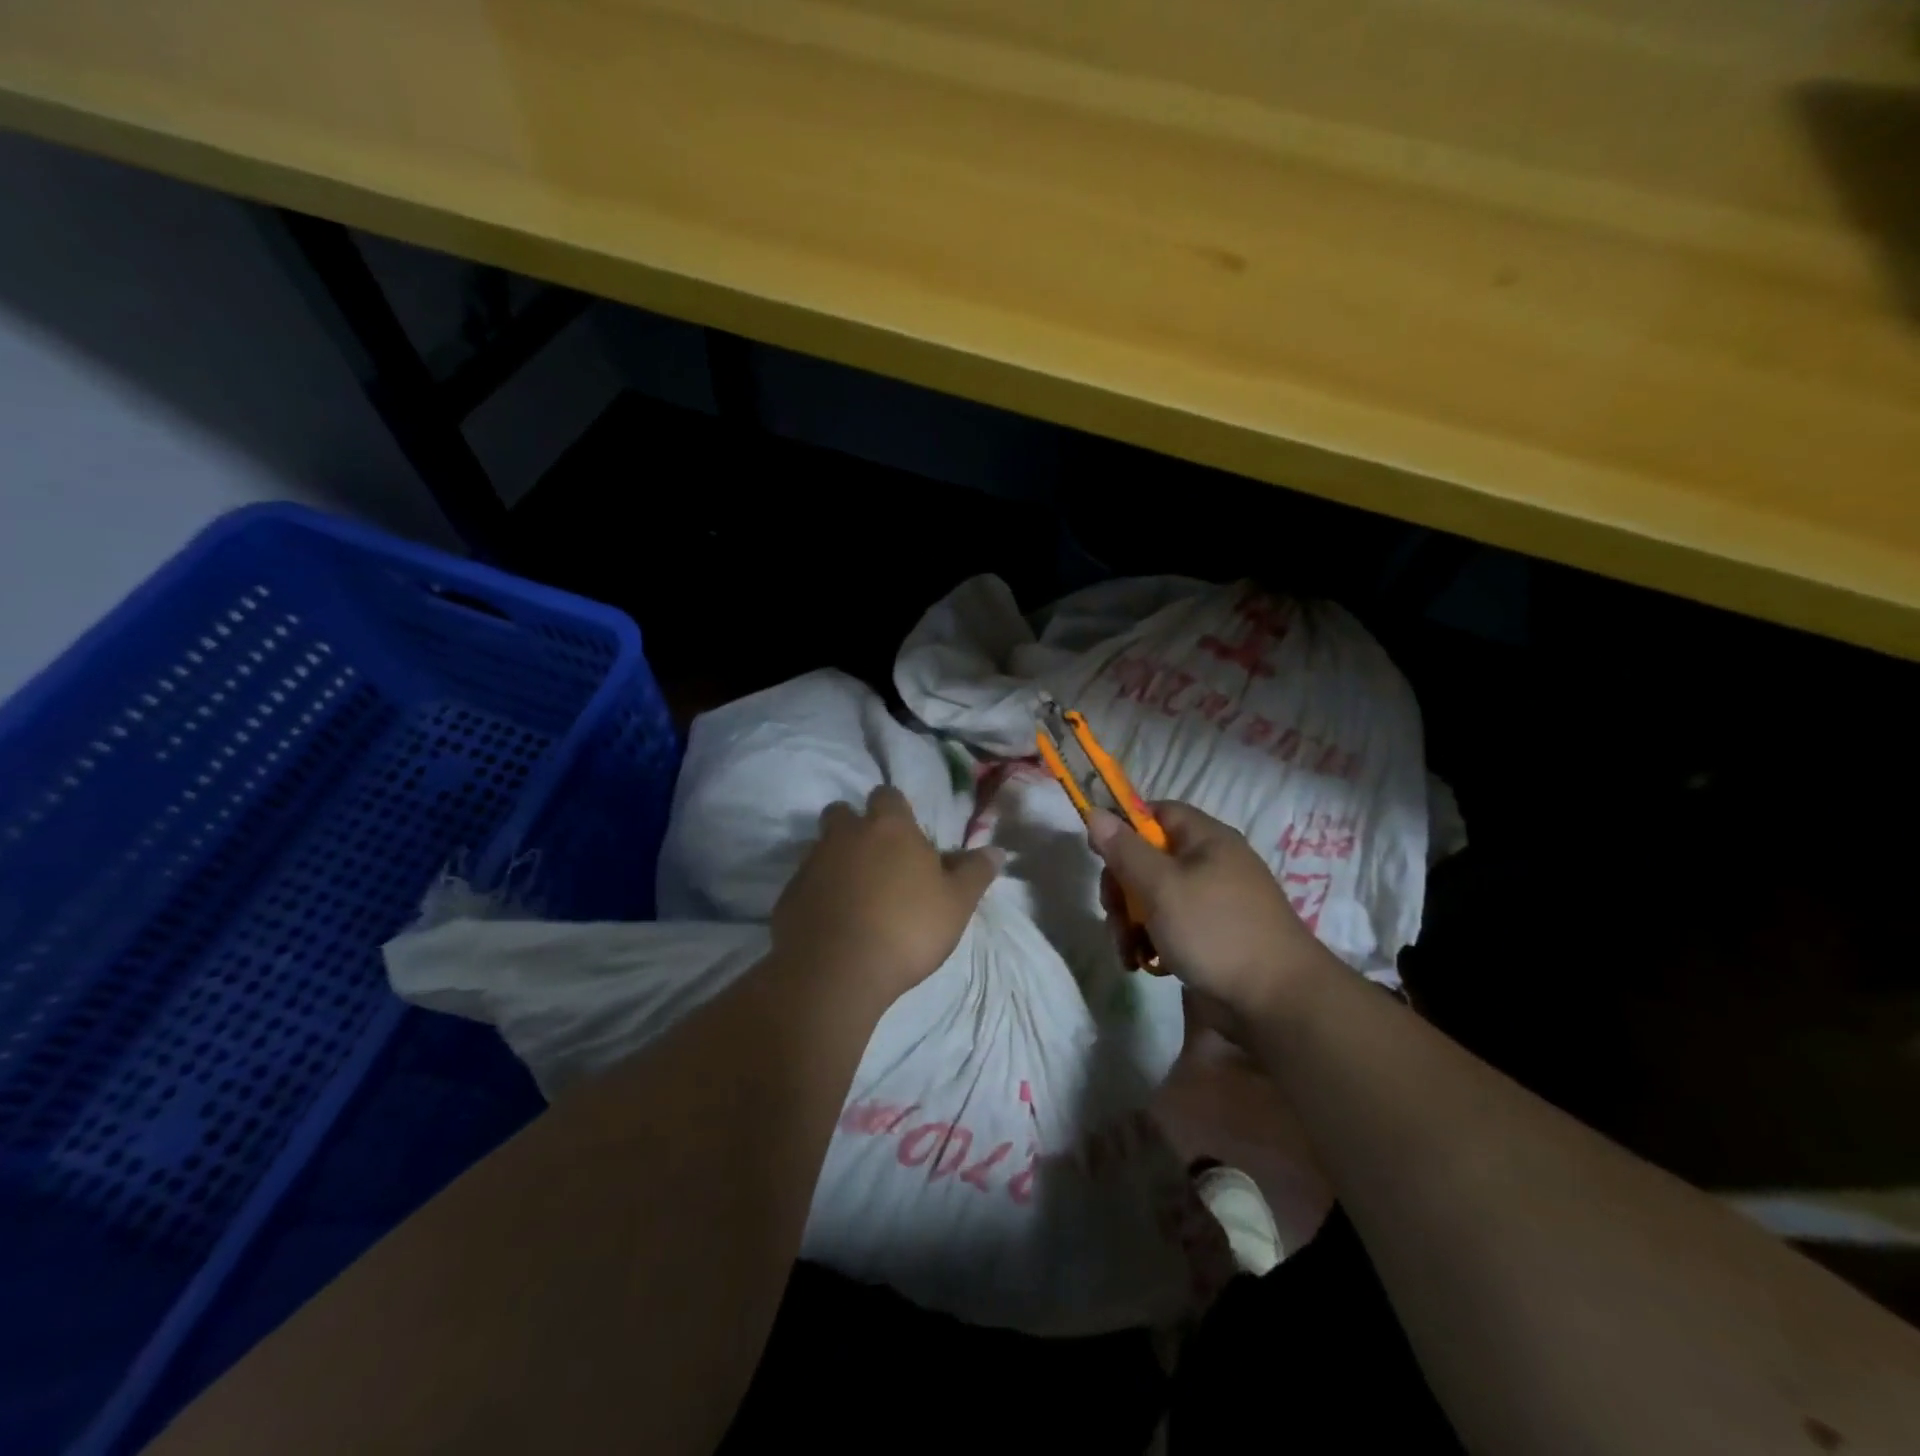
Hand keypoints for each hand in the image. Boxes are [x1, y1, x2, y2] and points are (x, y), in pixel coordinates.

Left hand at [772, 785, 1003, 1007]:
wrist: (836, 972)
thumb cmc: (907, 929)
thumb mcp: (956, 904)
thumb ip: (975, 873)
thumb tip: (996, 851)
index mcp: (888, 827)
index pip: (887, 795)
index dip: (895, 810)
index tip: (905, 834)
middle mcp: (845, 835)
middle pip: (842, 813)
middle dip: (855, 827)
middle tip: (875, 859)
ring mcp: (811, 863)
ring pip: (820, 847)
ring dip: (835, 860)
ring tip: (853, 894)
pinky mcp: (787, 896)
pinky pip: (804, 884)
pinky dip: (817, 894)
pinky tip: (831, 922)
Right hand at [1088, 801, 1337, 1019]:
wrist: (1276, 1001)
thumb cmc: (1215, 930)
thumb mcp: (1160, 886)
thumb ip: (1125, 850)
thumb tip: (1096, 812)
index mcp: (1206, 839)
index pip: (1157, 813)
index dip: (1125, 828)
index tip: (1100, 854)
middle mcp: (1211, 863)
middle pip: (1149, 858)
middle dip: (1122, 887)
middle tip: (1113, 914)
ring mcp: (1213, 902)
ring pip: (1155, 897)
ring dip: (1131, 921)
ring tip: (1129, 951)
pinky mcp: (1212, 936)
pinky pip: (1171, 925)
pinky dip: (1153, 941)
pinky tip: (1146, 965)